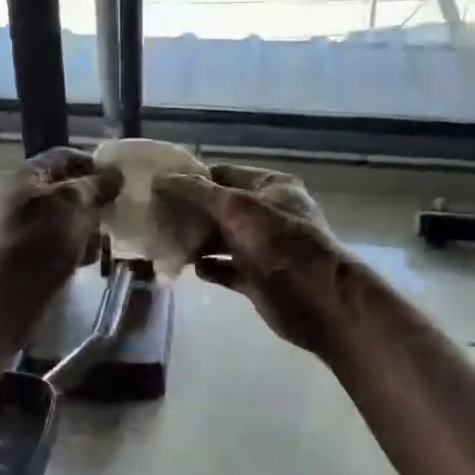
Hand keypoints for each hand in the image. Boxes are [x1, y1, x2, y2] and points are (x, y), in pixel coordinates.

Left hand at [0, 147, 122, 312]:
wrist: (3, 297)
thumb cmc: (40, 242)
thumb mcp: (73, 204)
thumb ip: (96, 185)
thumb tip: (115, 173)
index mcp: (28, 175)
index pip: (65, 157)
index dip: (94, 164)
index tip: (119, 180)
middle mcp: (22, 197)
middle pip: (66, 189)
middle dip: (93, 200)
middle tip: (117, 212)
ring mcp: (22, 228)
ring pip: (65, 219)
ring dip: (87, 227)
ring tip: (105, 241)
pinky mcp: (26, 255)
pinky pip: (57, 244)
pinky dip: (75, 248)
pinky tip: (88, 260)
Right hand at [153, 164, 355, 354]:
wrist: (318, 299)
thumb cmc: (280, 242)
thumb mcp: (237, 208)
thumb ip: (197, 193)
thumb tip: (161, 179)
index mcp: (270, 187)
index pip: (223, 174)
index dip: (192, 178)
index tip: (159, 186)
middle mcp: (267, 213)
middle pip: (219, 207)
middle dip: (190, 212)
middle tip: (155, 216)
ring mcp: (262, 246)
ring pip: (220, 239)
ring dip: (196, 241)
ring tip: (165, 242)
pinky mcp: (256, 277)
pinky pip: (225, 268)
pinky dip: (209, 267)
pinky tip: (191, 268)